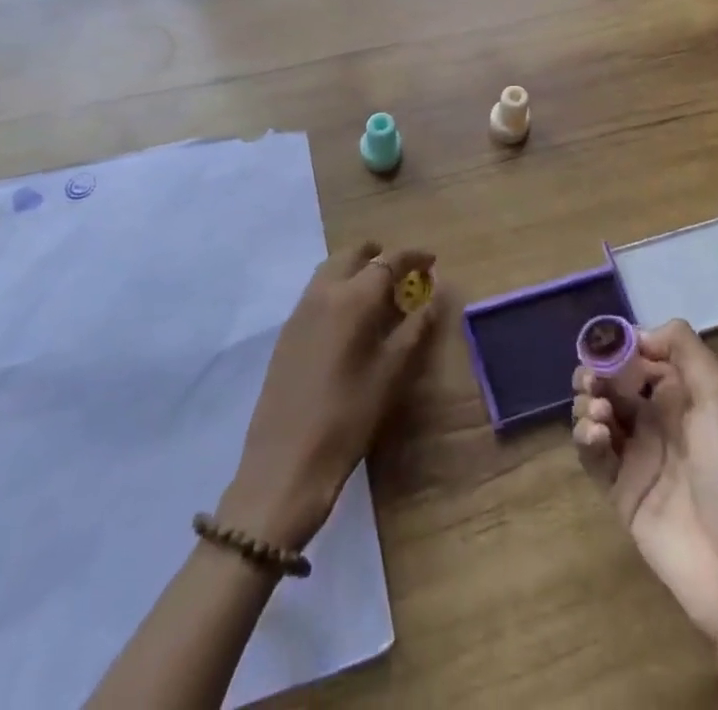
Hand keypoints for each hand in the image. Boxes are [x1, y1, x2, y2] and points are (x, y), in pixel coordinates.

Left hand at [221, 243, 437, 551]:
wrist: (285, 462)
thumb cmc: (348, 416)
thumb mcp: (391, 374)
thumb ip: (414, 330)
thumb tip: (432, 299)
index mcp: (353, 299)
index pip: (388, 262)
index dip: (412, 256)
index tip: (431, 260)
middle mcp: (323, 293)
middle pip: (352, 255)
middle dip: (378, 254)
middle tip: (402, 270)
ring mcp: (300, 311)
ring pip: (330, 269)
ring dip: (355, 268)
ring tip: (377, 290)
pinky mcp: (287, 332)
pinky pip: (316, 291)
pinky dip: (338, 286)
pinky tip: (349, 316)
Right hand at [573, 322, 717, 709]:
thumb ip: (683, 347)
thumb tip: (637, 334)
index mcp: (679, 394)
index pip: (637, 356)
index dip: (617, 347)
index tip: (604, 345)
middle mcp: (654, 418)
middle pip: (609, 382)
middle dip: (594, 374)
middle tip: (592, 381)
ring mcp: (634, 454)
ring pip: (594, 413)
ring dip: (587, 403)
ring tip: (599, 414)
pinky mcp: (617, 489)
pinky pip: (591, 454)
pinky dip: (585, 437)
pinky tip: (596, 436)